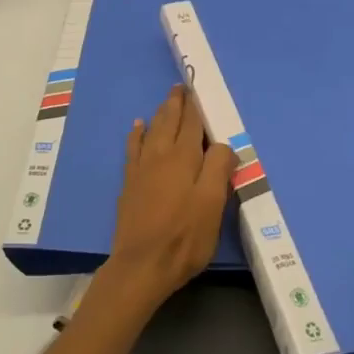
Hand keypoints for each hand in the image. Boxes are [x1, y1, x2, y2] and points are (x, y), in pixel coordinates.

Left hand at [101, 85, 235, 311]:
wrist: (141, 266)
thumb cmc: (184, 237)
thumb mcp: (213, 204)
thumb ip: (219, 168)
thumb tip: (223, 144)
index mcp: (185, 158)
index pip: (192, 124)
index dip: (196, 106)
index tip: (197, 89)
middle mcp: (161, 156)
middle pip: (169, 121)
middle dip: (177, 103)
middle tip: (181, 87)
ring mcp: (142, 169)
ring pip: (152, 131)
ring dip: (160, 113)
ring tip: (167, 101)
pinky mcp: (130, 184)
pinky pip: (133, 148)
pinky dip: (137, 134)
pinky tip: (138, 126)